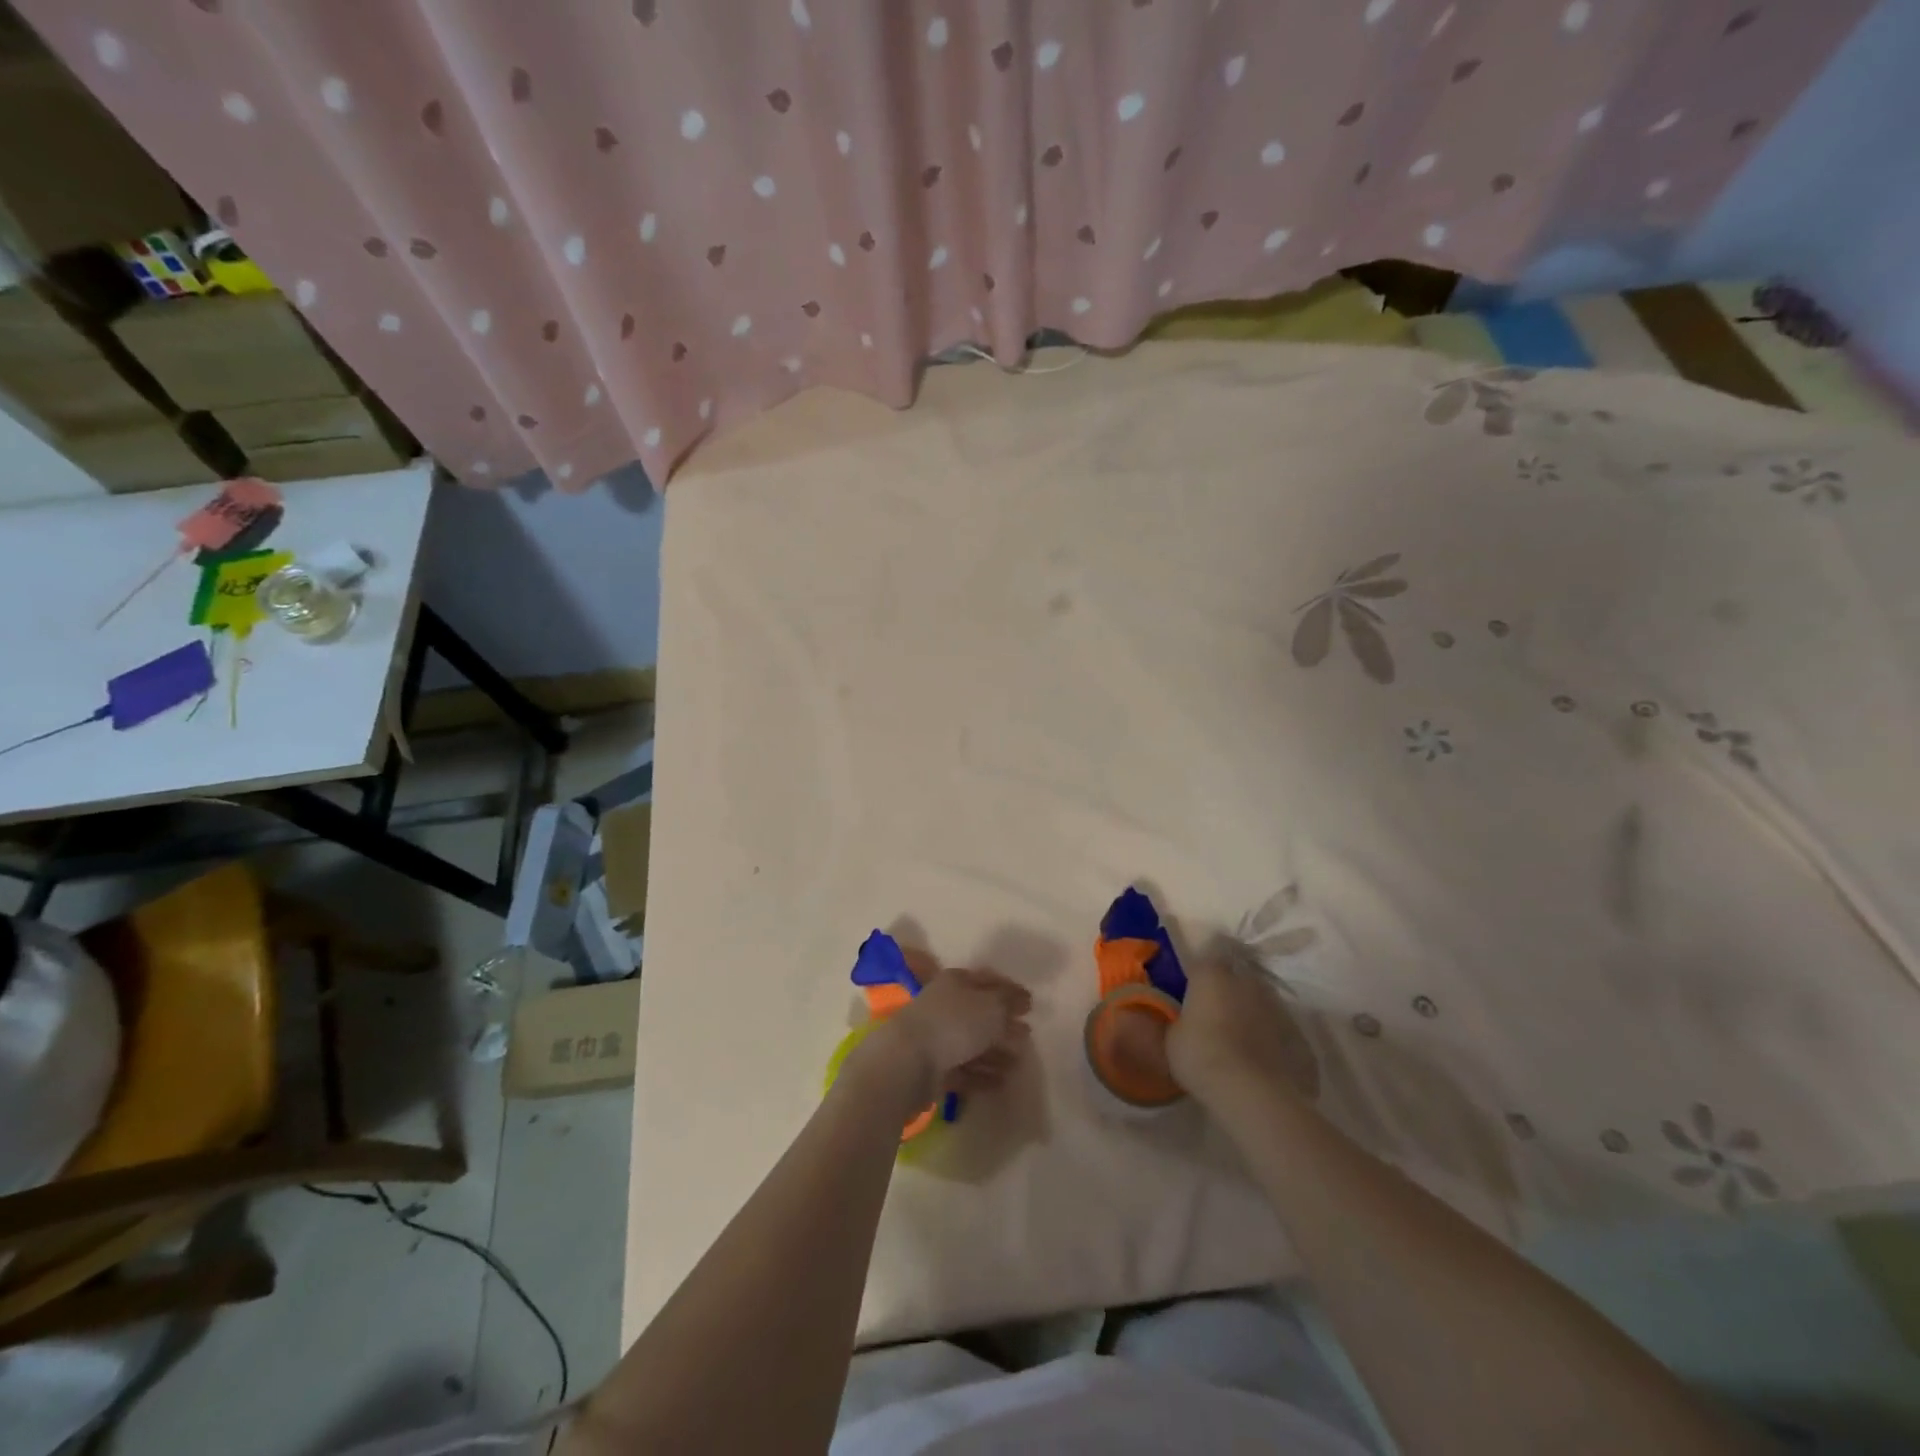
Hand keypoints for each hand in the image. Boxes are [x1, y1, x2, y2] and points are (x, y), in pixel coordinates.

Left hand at [858, 967, 1032, 1105]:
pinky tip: (1001, 1082)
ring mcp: (936, 1037)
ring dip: (995, 1052)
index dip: (1009, 990)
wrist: (908, 1062)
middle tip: (1026, 1035)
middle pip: (979, 1013)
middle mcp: (944, 1006)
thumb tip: (1021, 1000)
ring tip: (1018, 1063)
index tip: (1030, 1004)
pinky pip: (963, 1069)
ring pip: (971, 1043)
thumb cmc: (954, 1024)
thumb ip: (1009, 1002)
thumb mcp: (991, 1006)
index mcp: (955, 983)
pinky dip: (982, 1074)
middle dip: (1004, 1024)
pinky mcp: (932, 1068)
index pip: (987, 981)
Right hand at [1166, 943, 1318, 1109]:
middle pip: (1240, 975)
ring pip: (1263, 1001)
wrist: (1252, 1094)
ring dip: (1252, 1012)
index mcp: (1213, 975)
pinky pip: (1281, 1031)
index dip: (1206, 963)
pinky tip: (1262, 1062)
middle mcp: (1248, 982)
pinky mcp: (1299, 1036)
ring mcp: (1278, 1008)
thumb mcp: (1170, 1039)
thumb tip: (1158, 1017)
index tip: (1198, 978)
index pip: (1211, 950)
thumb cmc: (1201, 1056)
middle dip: (1231, 988)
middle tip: (1217, 1011)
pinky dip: (1272, 1040)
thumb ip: (1171, 1021)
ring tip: (1240, 1039)